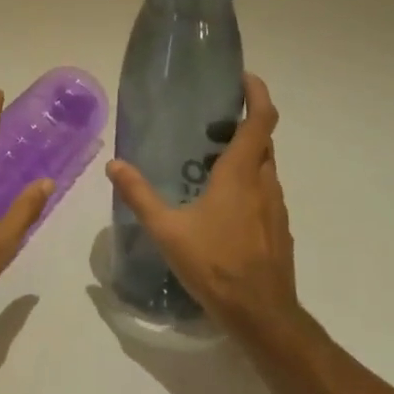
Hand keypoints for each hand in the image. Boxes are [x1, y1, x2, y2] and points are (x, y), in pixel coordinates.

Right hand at [105, 73, 299, 338]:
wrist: (262, 315)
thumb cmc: (215, 266)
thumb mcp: (167, 230)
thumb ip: (139, 195)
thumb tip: (114, 165)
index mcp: (241, 175)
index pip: (261, 120)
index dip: (257, 94)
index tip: (244, 78)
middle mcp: (265, 184)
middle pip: (264, 141)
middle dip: (244, 124)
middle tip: (212, 123)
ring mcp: (276, 209)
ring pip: (266, 169)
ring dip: (246, 156)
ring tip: (210, 164)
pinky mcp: (279, 230)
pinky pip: (266, 193)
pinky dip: (249, 184)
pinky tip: (222, 206)